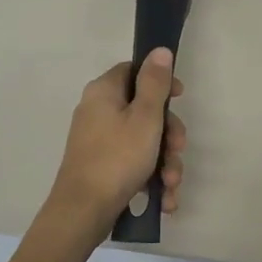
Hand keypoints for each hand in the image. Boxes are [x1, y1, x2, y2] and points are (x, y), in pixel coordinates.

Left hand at [47, 48, 185, 227]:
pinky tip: (164, 199)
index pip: (134, 71)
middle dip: (169, 135)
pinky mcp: (103, 166)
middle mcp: (98, 112)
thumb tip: (160, 50)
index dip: (160, 81)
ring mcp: (99, 141)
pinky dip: (151, 178)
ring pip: (144, 141)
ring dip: (165, 162)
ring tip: (170, 184)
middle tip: (178, 149)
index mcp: (104, 92)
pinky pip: (134, 163)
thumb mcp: (145, 117)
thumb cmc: (117, 158)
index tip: (179, 98)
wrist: (83, 212)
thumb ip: (155, 83)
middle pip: (145, 110)